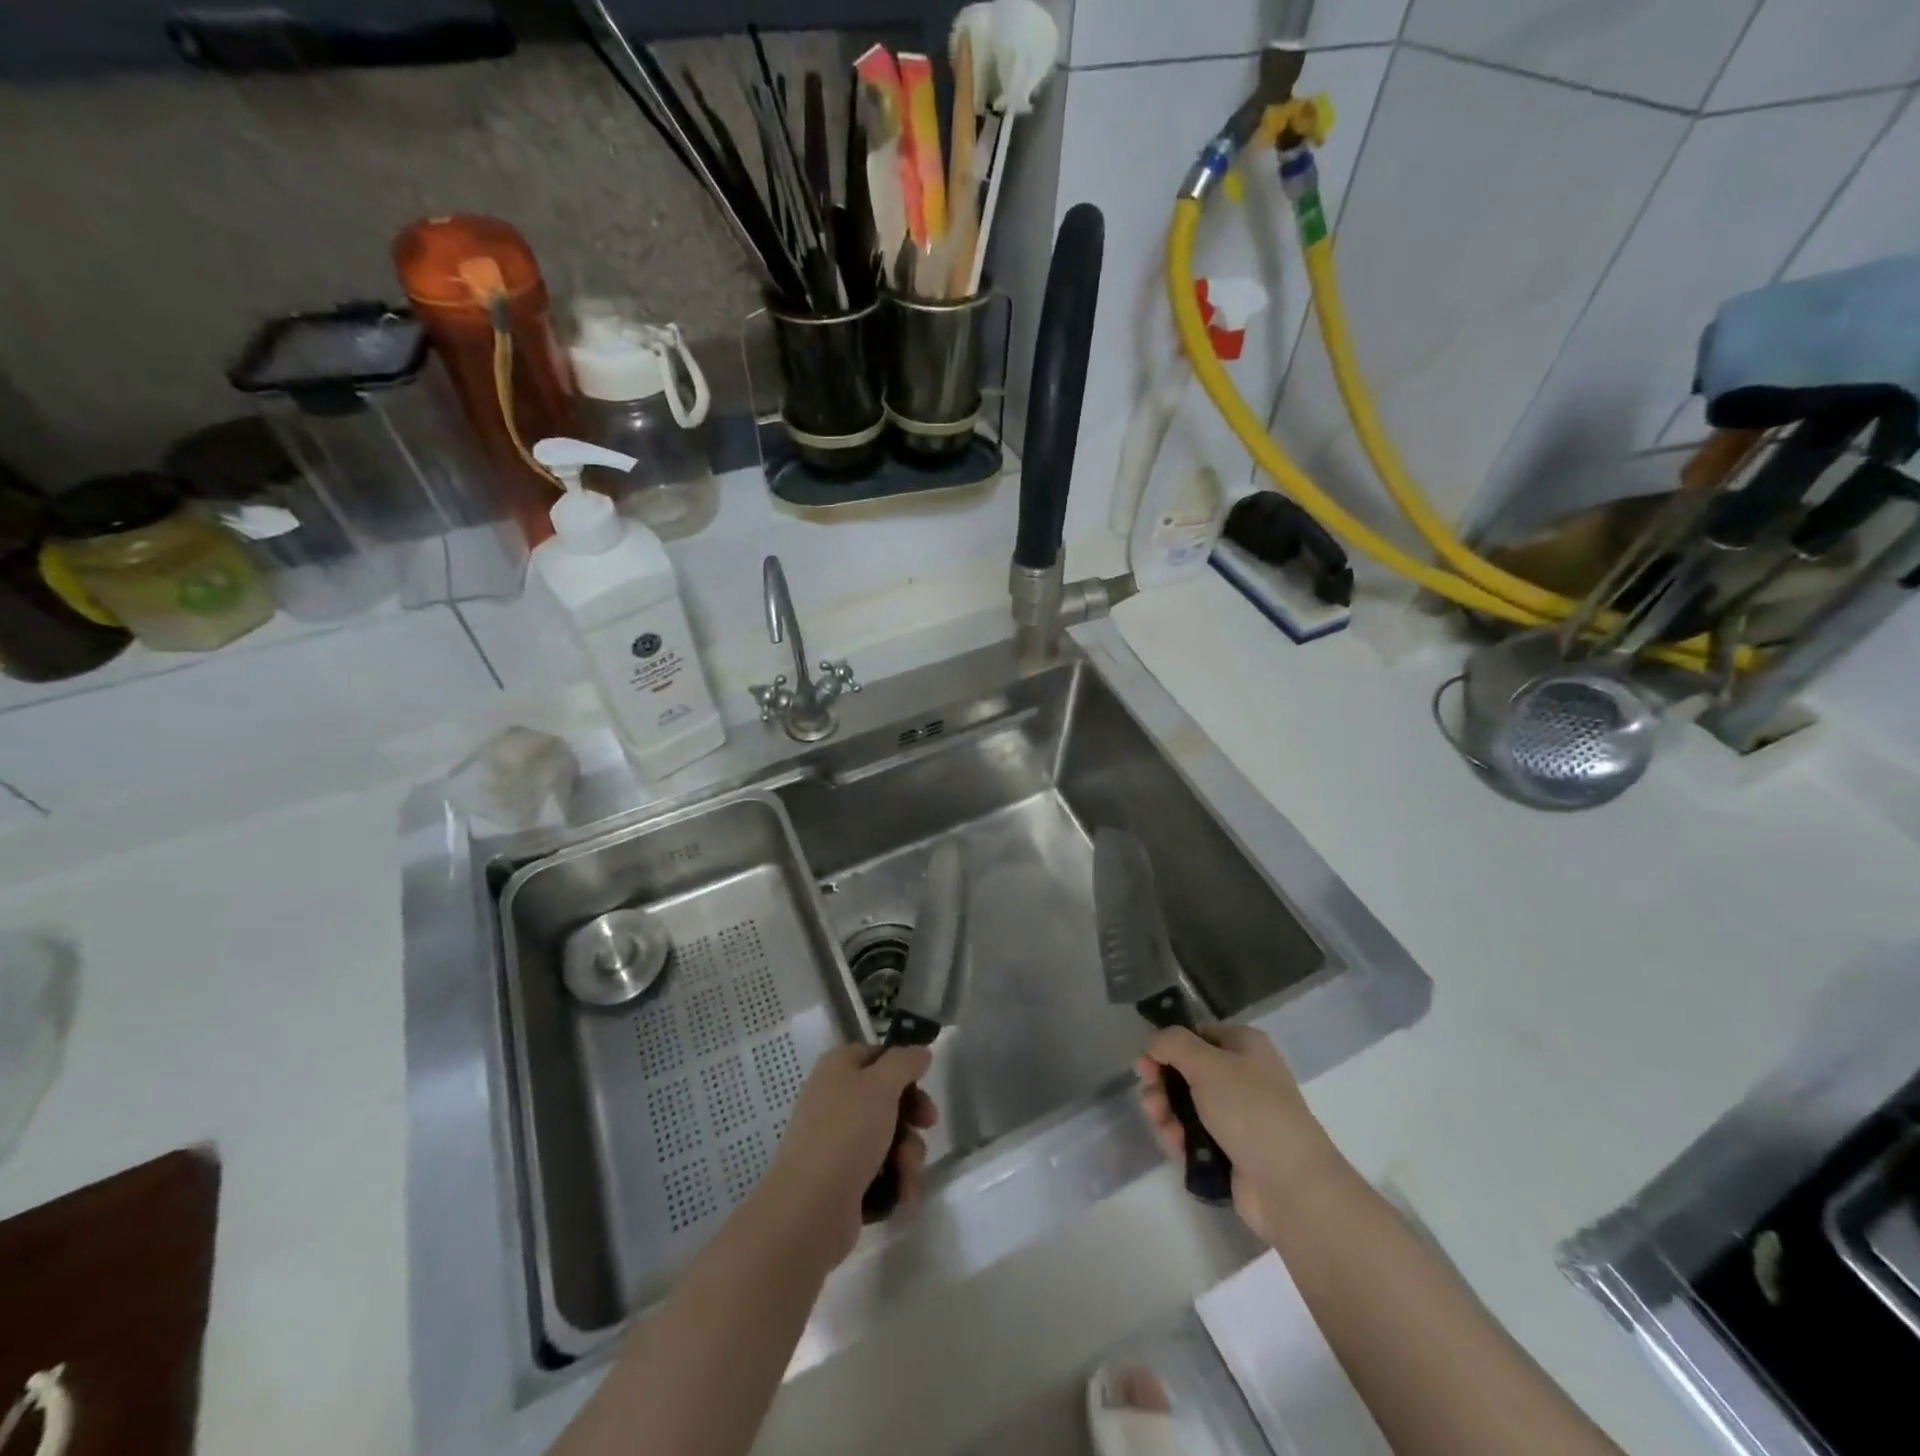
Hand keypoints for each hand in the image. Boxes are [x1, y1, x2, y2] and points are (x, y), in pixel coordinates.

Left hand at [757, 1045, 938, 1266]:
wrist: (810, 1210)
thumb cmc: (847, 1133)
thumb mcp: (881, 1085)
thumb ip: (905, 1062)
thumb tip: (920, 1051)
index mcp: (837, 1069)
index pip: (876, 1055)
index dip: (902, 1067)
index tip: (924, 1081)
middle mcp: (835, 1101)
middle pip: (887, 1099)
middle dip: (912, 1117)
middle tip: (928, 1125)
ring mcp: (837, 1143)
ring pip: (889, 1139)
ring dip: (908, 1156)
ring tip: (907, 1175)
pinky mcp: (844, 1182)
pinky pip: (881, 1173)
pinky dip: (896, 1183)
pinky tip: (902, 1197)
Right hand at [1136, 1025, 1340, 1242]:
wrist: (1290, 1185)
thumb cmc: (1250, 1110)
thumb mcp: (1207, 1064)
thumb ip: (1172, 1044)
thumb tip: (1151, 1041)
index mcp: (1244, 1046)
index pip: (1196, 1035)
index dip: (1167, 1046)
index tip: (1146, 1062)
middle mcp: (1241, 1076)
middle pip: (1185, 1071)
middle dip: (1161, 1083)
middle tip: (1150, 1097)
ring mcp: (1236, 1116)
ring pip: (1185, 1105)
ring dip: (1165, 1112)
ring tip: (1161, 1124)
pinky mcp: (1229, 1150)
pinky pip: (1193, 1135)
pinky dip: (1179, 1137)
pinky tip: (1175, 1145)